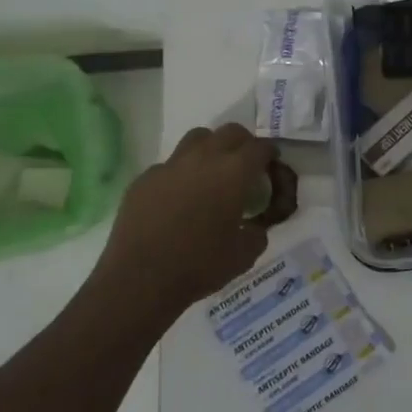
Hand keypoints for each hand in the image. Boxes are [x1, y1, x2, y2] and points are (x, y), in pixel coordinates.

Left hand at [92, 123, 275, 318]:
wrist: (140, 280)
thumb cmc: (200, 266)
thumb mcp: (245, 255)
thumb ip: (257, 232)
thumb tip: (255, 226)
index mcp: (234, 173)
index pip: (260, 148)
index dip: (269, 154)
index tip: (271, 164)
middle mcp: (203, 159)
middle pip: (230, 132)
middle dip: (243, 143)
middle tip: (245, 164)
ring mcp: (170, 166)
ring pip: (197, 138)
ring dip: (211, 148)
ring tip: (211, 171)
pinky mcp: (144, 179)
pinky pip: (168, 165)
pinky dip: (180, 174)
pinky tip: (178, 198)